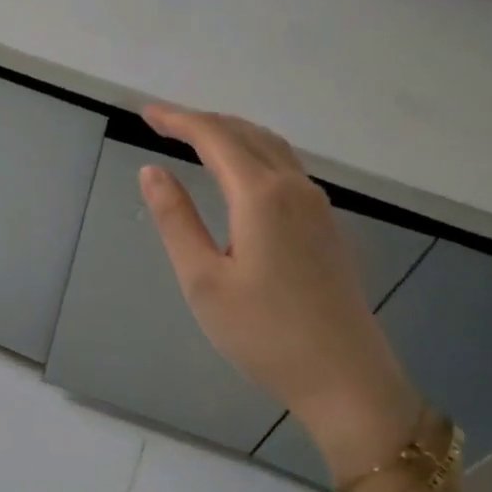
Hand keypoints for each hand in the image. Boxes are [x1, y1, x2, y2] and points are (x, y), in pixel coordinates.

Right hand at [138, 105, 422, 478]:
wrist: (346, 378)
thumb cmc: (264, 334)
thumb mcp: (203, 280)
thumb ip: (176, 219)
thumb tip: (151, 171)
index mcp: (261, 195)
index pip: (214, 137)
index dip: (178, 120)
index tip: (145, 113)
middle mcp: (294, 188)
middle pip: (246, 134)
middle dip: (202, 121)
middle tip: (163, 122)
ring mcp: (317, 206)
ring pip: (271, 147)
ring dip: (231, 134)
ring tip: (196, 138)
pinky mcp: (327, 226)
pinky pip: (286, 167)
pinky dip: (254, 152)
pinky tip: (241, 172)